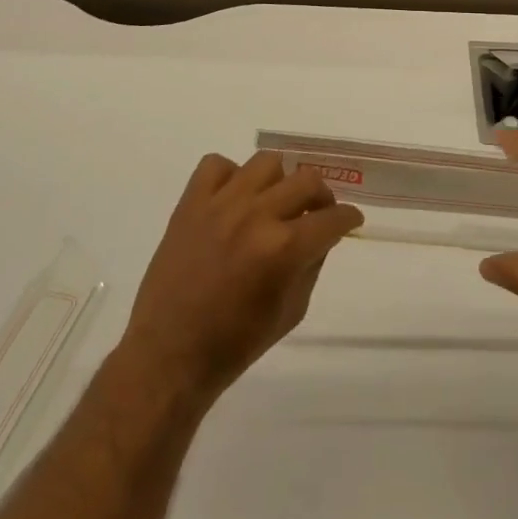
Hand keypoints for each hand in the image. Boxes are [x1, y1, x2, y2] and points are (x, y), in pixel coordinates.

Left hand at [120, 151, 363, 402]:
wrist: (168, 356)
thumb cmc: (235, 344)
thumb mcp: (291, 311)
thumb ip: (311, 264)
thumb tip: (321, 235)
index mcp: (284, 249)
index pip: (332, 218)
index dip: (348, 219)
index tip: (349, 221)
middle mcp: (256, 216)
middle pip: (306, 180)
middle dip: (321, 198)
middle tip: (316, 214)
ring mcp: (221, 204)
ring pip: (267, 162)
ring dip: (279, 181)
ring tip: (273, 202)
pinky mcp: (190, 203)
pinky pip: (216, 165)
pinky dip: (230, 176)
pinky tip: (232, 200)